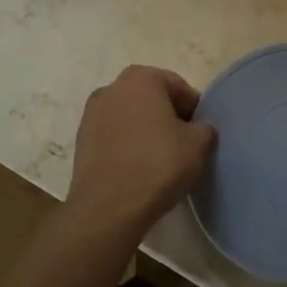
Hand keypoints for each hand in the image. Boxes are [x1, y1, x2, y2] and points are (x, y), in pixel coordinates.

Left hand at [67, 66, 216, 237]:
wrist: (107, 208)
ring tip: (160, 157)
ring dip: (147, 129)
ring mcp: (91, 113)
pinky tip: (138, 166)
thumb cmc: (157, 165)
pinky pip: (114, 134)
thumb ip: (205, 127)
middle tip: (183, 143)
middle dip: (169, 116)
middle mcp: (112, 87)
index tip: (201, 132)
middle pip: (152, 97)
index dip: (194, 109)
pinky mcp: (81, 139)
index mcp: (141, 78)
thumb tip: (200, 128)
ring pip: (131, 115)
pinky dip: (128, 143)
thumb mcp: (198, 144)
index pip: (178, 87)